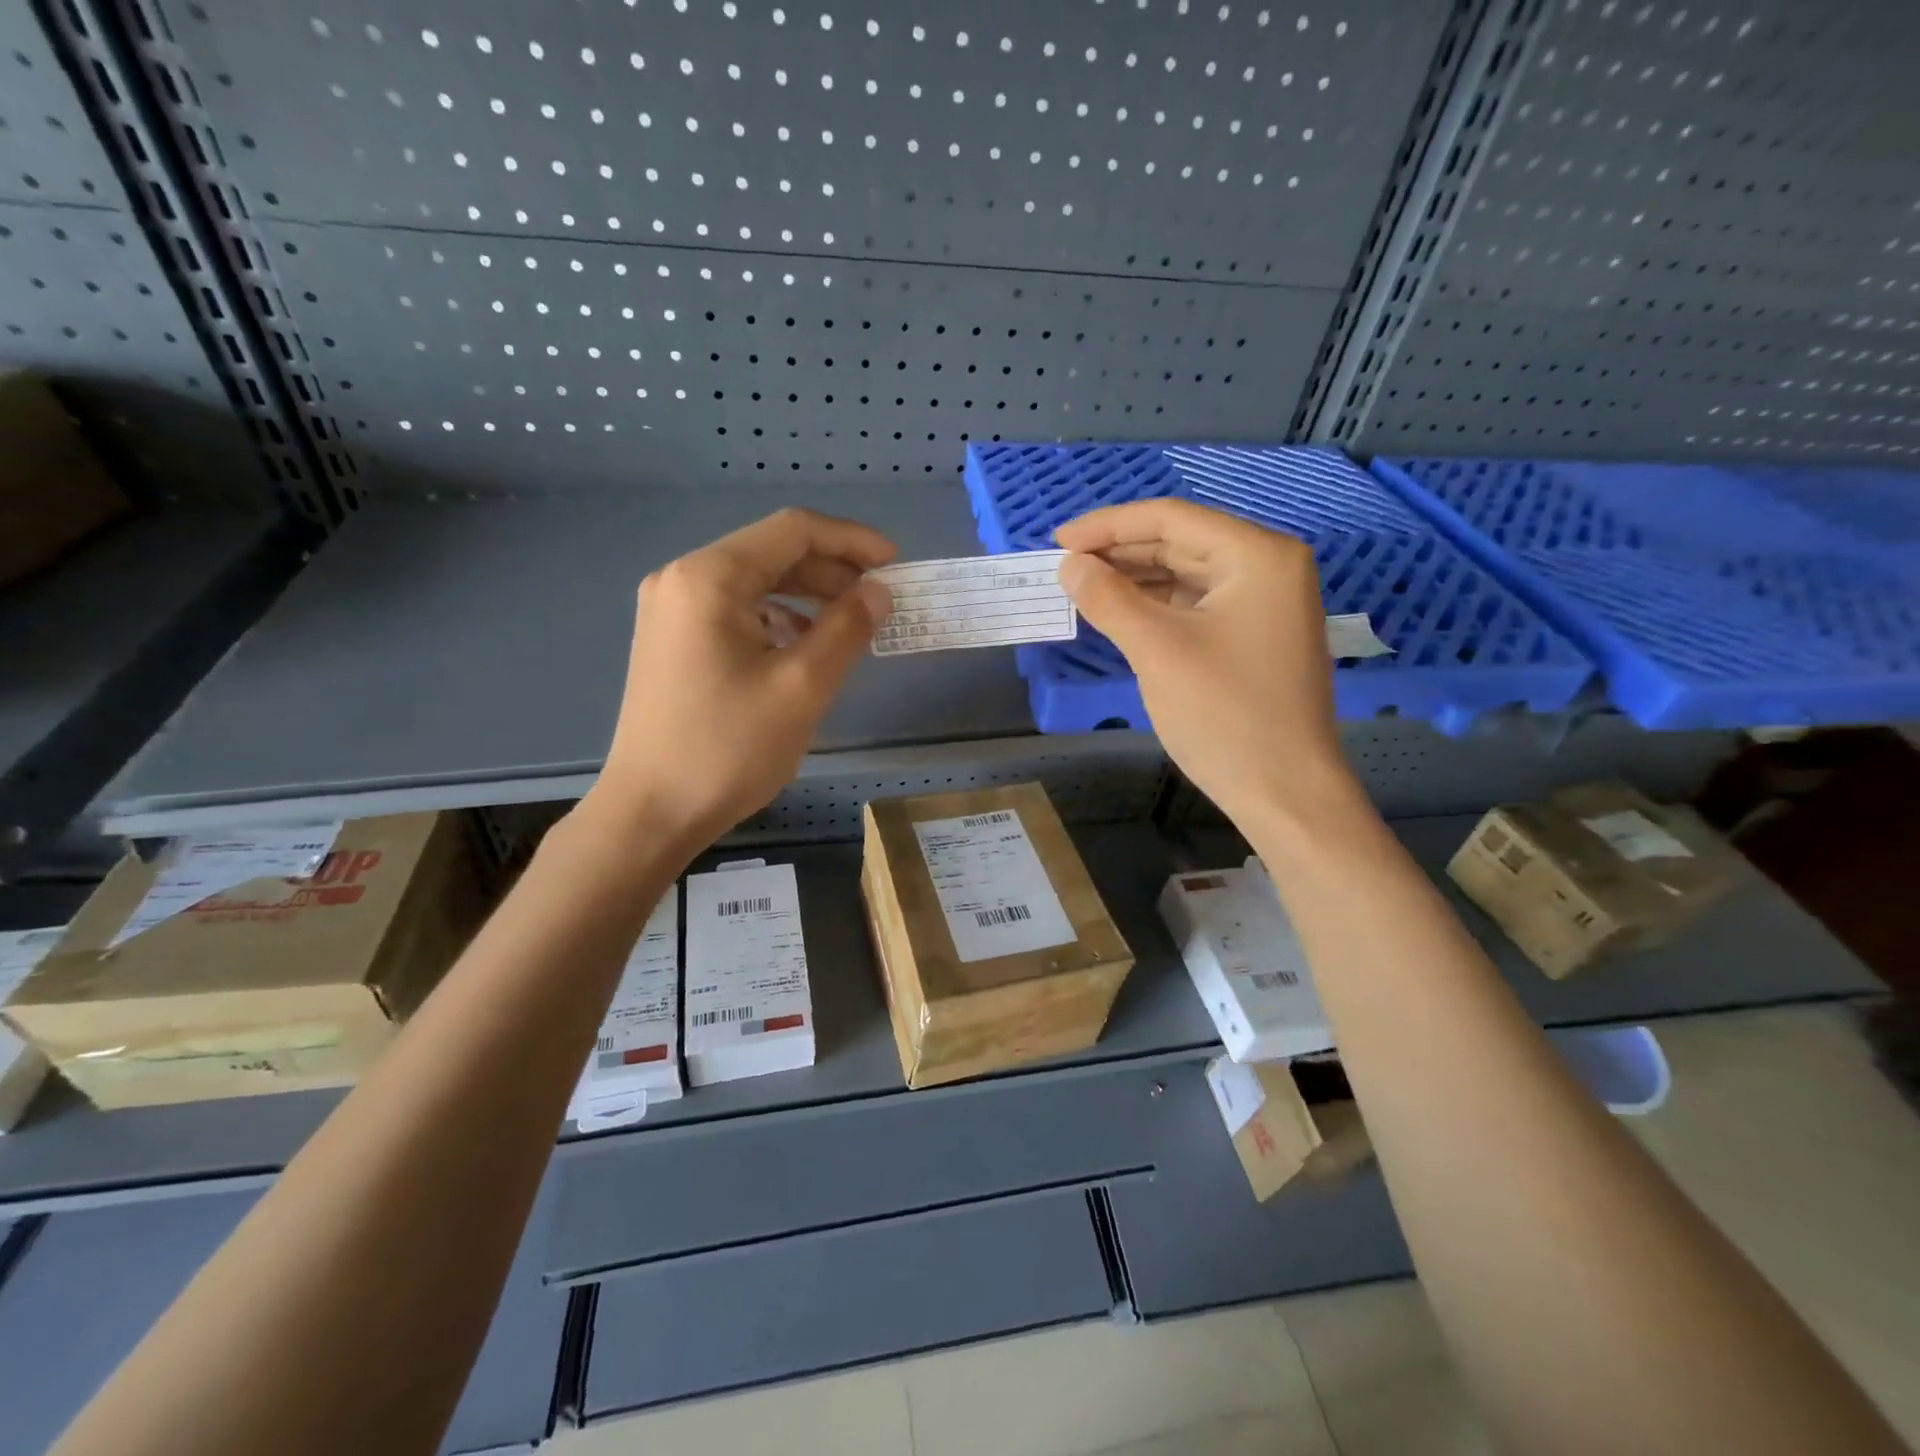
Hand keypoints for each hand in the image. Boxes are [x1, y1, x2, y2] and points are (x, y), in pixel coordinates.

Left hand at [584, 508, 894, 849]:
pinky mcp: (672, 640)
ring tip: (849, 625)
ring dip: (807, 595)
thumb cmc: (728, 748)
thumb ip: (846, 629)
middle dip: (832, 570)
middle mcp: (683, 579)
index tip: (896, 565)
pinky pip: (735, 611)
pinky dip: (777, 618)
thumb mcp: (802, 687)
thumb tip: (879, 592)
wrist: (651, 812)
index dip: (852, 540)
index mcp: (710, 578)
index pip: (793, 530)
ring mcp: (671, 610)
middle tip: (879, 600)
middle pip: (771, 552)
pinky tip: (803, 647)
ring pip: (755, 582)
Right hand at [1056, 500, 1356, 827]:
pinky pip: (1197, 605)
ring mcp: (1266, 603)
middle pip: (1181, 542)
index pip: (1171, 518)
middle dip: (1120, 551)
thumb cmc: (1223, 714)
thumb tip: (1069, 564)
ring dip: (1135, 579)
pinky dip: (1156, 606)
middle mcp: (1268, 567)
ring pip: (1187, 574)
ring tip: (1082, 587)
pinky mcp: (1255, 636)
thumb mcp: (1157, 649)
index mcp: (1258, 555)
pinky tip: (1120, 612)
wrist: (1284, 792)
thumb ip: (1108, 598)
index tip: (1057, 541)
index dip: (1108, 526)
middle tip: (1064, 566)